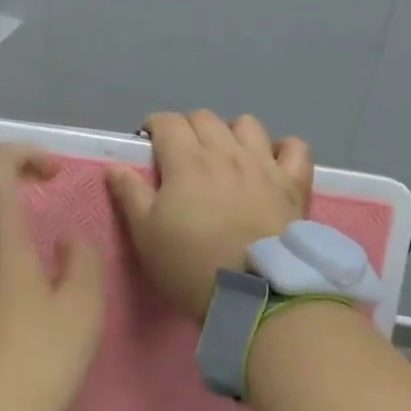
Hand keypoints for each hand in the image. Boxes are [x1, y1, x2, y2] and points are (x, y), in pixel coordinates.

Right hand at [107, 111, 313, 321]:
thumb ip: (130, 195)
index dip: (154, 127)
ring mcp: (264, 164)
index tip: (148, 144)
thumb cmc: (190, 265)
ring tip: (226, 156)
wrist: (253, 292)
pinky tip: (272, 164)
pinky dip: (282, 149)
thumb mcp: (146, 235)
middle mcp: (226, 152)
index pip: (167, 122)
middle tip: (182, 155)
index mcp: (186, 161)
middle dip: (188, 128)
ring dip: (232, 133)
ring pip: (248, 124)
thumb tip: (115, 166)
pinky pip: (295, 147)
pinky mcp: (293, 183)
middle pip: (204, 118)